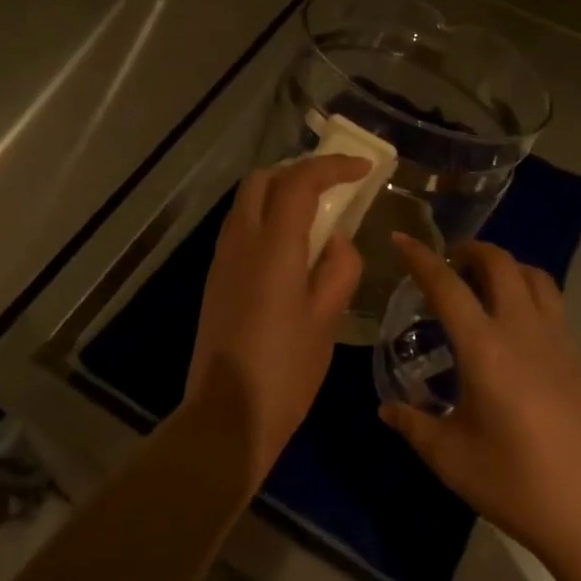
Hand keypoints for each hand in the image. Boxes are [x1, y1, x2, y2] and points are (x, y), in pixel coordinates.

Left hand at [186, 156, 368, 480]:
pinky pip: (241, 225)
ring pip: (247, 200)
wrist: (227, 414)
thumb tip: (335, 241)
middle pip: (263, 179)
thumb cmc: (286, 369)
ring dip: (280, 191)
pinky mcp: (216, 276)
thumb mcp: (328, 319)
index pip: (300, 181)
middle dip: (300, 171)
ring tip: (317, 210)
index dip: (333, 167)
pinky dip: (266, 215)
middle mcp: (241, 239)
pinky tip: (291, 243)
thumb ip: (339, 268)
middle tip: (335, 185)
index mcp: (272, 245)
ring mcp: (223, 257)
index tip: (363, 168)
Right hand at [381, 235, 580, 565]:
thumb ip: (414, 426)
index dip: (420, 257)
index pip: (446, 285)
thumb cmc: (519, 486)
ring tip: (489, 288)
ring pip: (537, 279)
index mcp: (485, 348)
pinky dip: (534, 305)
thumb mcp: (452, 459)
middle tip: (451, 262)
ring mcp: (565, 342)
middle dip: (471, 250)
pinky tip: (526, 342)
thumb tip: (387, 410)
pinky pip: (559, 312)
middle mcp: (525, 331)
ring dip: (508, 269)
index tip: (401, 239)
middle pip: (500, 263)